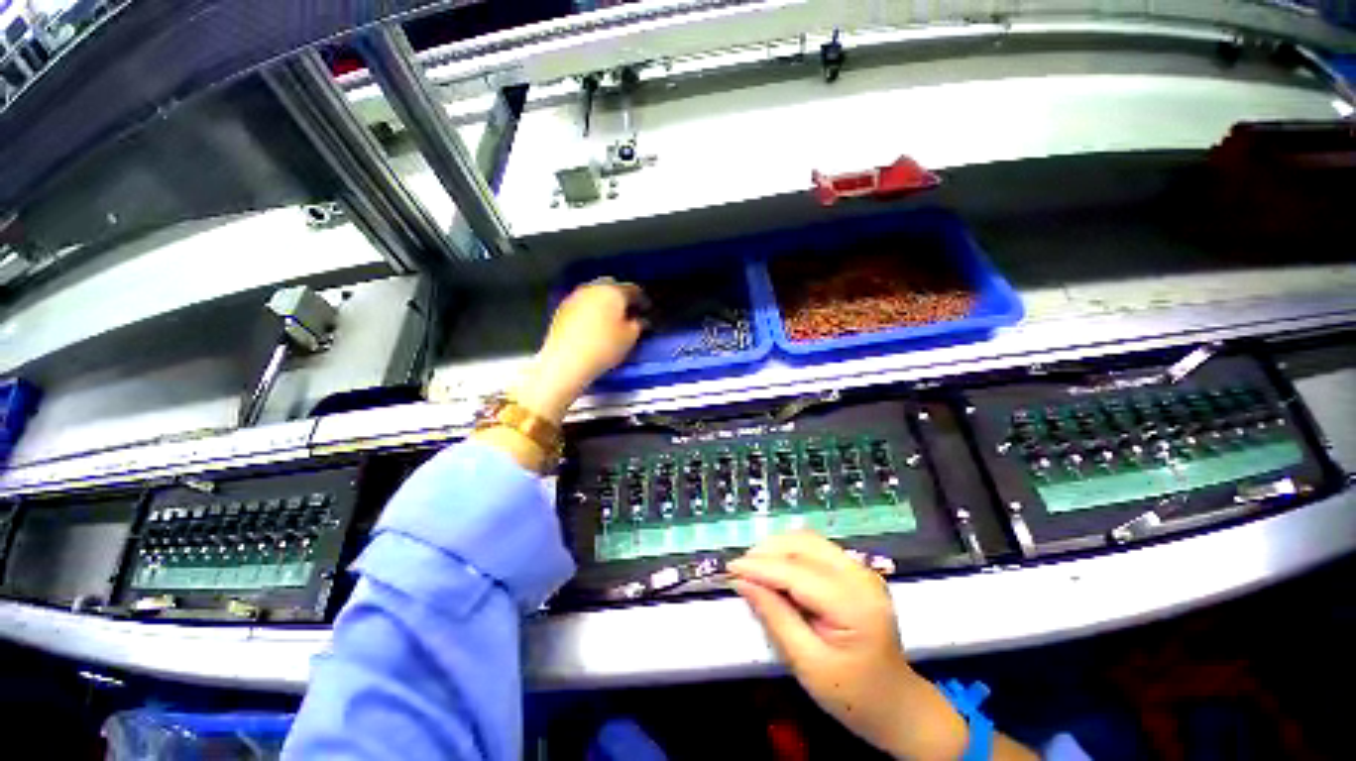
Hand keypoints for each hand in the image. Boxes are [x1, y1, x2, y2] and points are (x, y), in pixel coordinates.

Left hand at [514, 279, 646, 424]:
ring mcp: (575, 297)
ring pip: (595, 293)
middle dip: (620, 296)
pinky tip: (593, 325)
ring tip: (610, 318)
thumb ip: (638, 325)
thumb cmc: (604, 348)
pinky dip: (590, 310)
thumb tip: (639, 319)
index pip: (633, 289)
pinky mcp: (562, 309)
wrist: (566, 361)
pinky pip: (582, 304)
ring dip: (604, 302)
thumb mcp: (630, 338)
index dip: (642, 299)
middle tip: (627, 311)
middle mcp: (593, 288)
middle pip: (611, 285)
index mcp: (614, 292)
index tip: (646, 309)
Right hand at [727, 532, 969, 760]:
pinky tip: (777, 568)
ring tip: (754, 568)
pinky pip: (815, 547)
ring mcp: (861, 568)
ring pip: (808, 539)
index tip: (730, 568)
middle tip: (740, 570)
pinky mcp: (856, 569)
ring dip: (777, 548)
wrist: (896, 703)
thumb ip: (774, 617)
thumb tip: (742, 581)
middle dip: (766, 552)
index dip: (760, 566)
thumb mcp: (807, 665)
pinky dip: (790, 552)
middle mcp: (860, 575)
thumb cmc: (853, 695)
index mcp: (854, 604)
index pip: (796, 571)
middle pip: (803, 544)